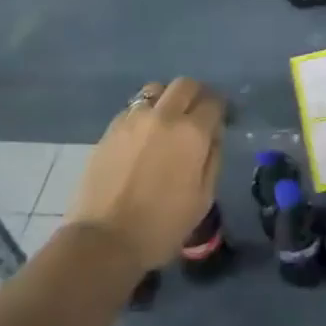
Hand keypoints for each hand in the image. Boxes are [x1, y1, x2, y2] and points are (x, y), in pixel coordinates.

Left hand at [65, 78, 223, 274]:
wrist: (104, 241)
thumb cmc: (161, 225)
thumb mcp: (203, 198)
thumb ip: (213, 158)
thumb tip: (213, 135)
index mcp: (192, 133)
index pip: (213, 102)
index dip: (220, 109)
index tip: (220, 120)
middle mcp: (164, 116)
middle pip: (185, 85)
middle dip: (196, 95)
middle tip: (196, 114)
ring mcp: (134, 120)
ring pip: (156, 90)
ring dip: (167, 99)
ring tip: (166, 121)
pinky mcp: (111, 129)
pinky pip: (134, 108)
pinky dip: (144, 114)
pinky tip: (143, 136)